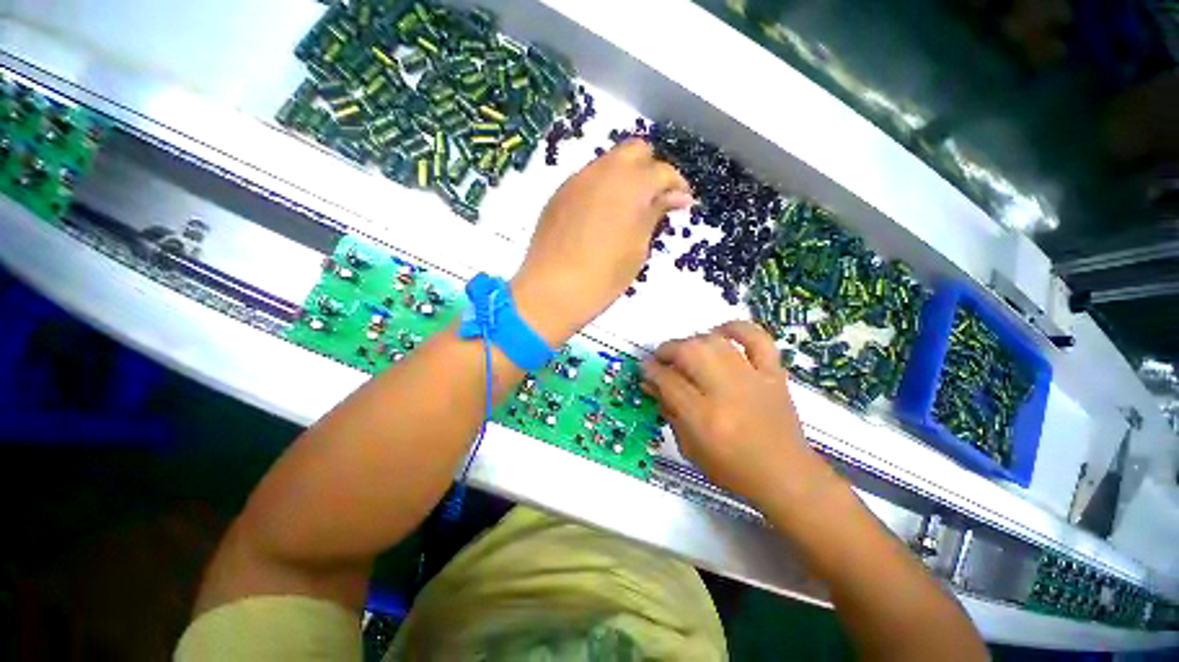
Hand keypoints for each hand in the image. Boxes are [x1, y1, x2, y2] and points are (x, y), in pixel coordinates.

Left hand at [512, 139, 691, 344]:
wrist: (552, 291)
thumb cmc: (604, 276)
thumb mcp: (638, 248)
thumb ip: (655, 215)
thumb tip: (676, 196)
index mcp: (631, 184)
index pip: (663, 171)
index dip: (677, 186)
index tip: (681, 205)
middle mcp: (603, 171)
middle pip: (635, 151)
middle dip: (650, 170)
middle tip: (654, 200)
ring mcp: (576, 180)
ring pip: (608, 163)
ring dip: (625, 178)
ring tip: (628, 210)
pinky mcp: (559, 195)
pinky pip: (587, 180)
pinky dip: (602, 189)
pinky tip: (602, 216)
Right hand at [641, 321, 837, 508]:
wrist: (786, 476)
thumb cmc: (732, 469)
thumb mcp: (689, 448)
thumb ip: (668, 411)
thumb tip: (651, 383)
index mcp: (704, 418)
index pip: (668, 380)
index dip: (651, 370)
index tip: (645, 368)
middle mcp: (726, 392)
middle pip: (690, 352)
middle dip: (668, 350)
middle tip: (662, 359)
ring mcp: (753, 379)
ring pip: (715, 342)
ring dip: (693, 341)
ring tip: (685, 351)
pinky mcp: (773, 373)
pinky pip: (757, 338)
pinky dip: (737, 328)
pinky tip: (720, 333)